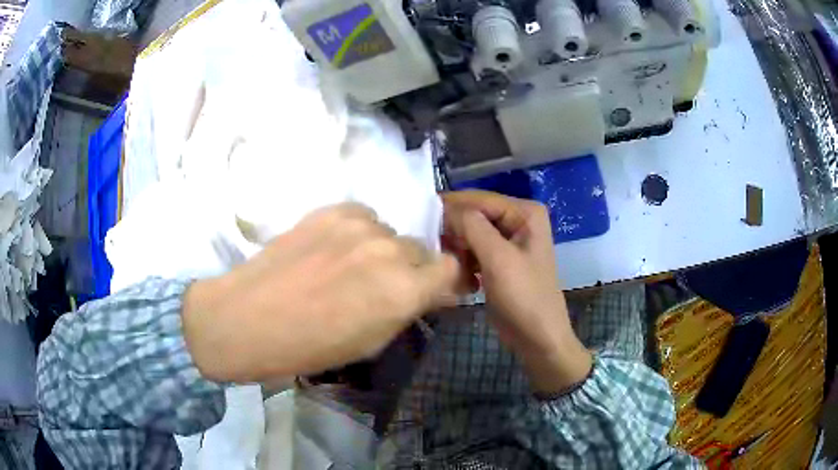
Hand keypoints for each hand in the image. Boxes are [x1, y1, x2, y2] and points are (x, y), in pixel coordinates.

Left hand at [182, 203, 459, 382]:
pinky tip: (333, 250)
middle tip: (381, 285)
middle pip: (421, 250)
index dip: (443, 282)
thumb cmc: (310, 346)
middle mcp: (389, 250)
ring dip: (381, 250)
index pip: (451, 269)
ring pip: (391, 233)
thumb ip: (406, 310)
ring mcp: (359, 225)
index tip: (432, 290)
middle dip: (410, 269)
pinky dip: (358, 233)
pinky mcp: (333, 209)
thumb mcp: (372, 342)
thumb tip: (428, 292)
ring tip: (349, 267)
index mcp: (403, 291)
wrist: (248, 318)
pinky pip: (364, 217)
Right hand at [443, 190, 591, 394]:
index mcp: (525, 212)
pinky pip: (475, 250)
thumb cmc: (524, 297)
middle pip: (475, 215)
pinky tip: (463, 278)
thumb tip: (445, 208)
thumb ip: (472, 226)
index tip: (420, 218)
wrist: (538, 337)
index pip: (480, 199)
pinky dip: (465, 261)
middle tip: (432, 247)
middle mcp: (518, 220)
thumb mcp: (498, 259)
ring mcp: (509, 241)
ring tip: (448, 265)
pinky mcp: (500, 260)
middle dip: (455, 231)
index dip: (451, 207)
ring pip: (472, 234)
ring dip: (458, 249)